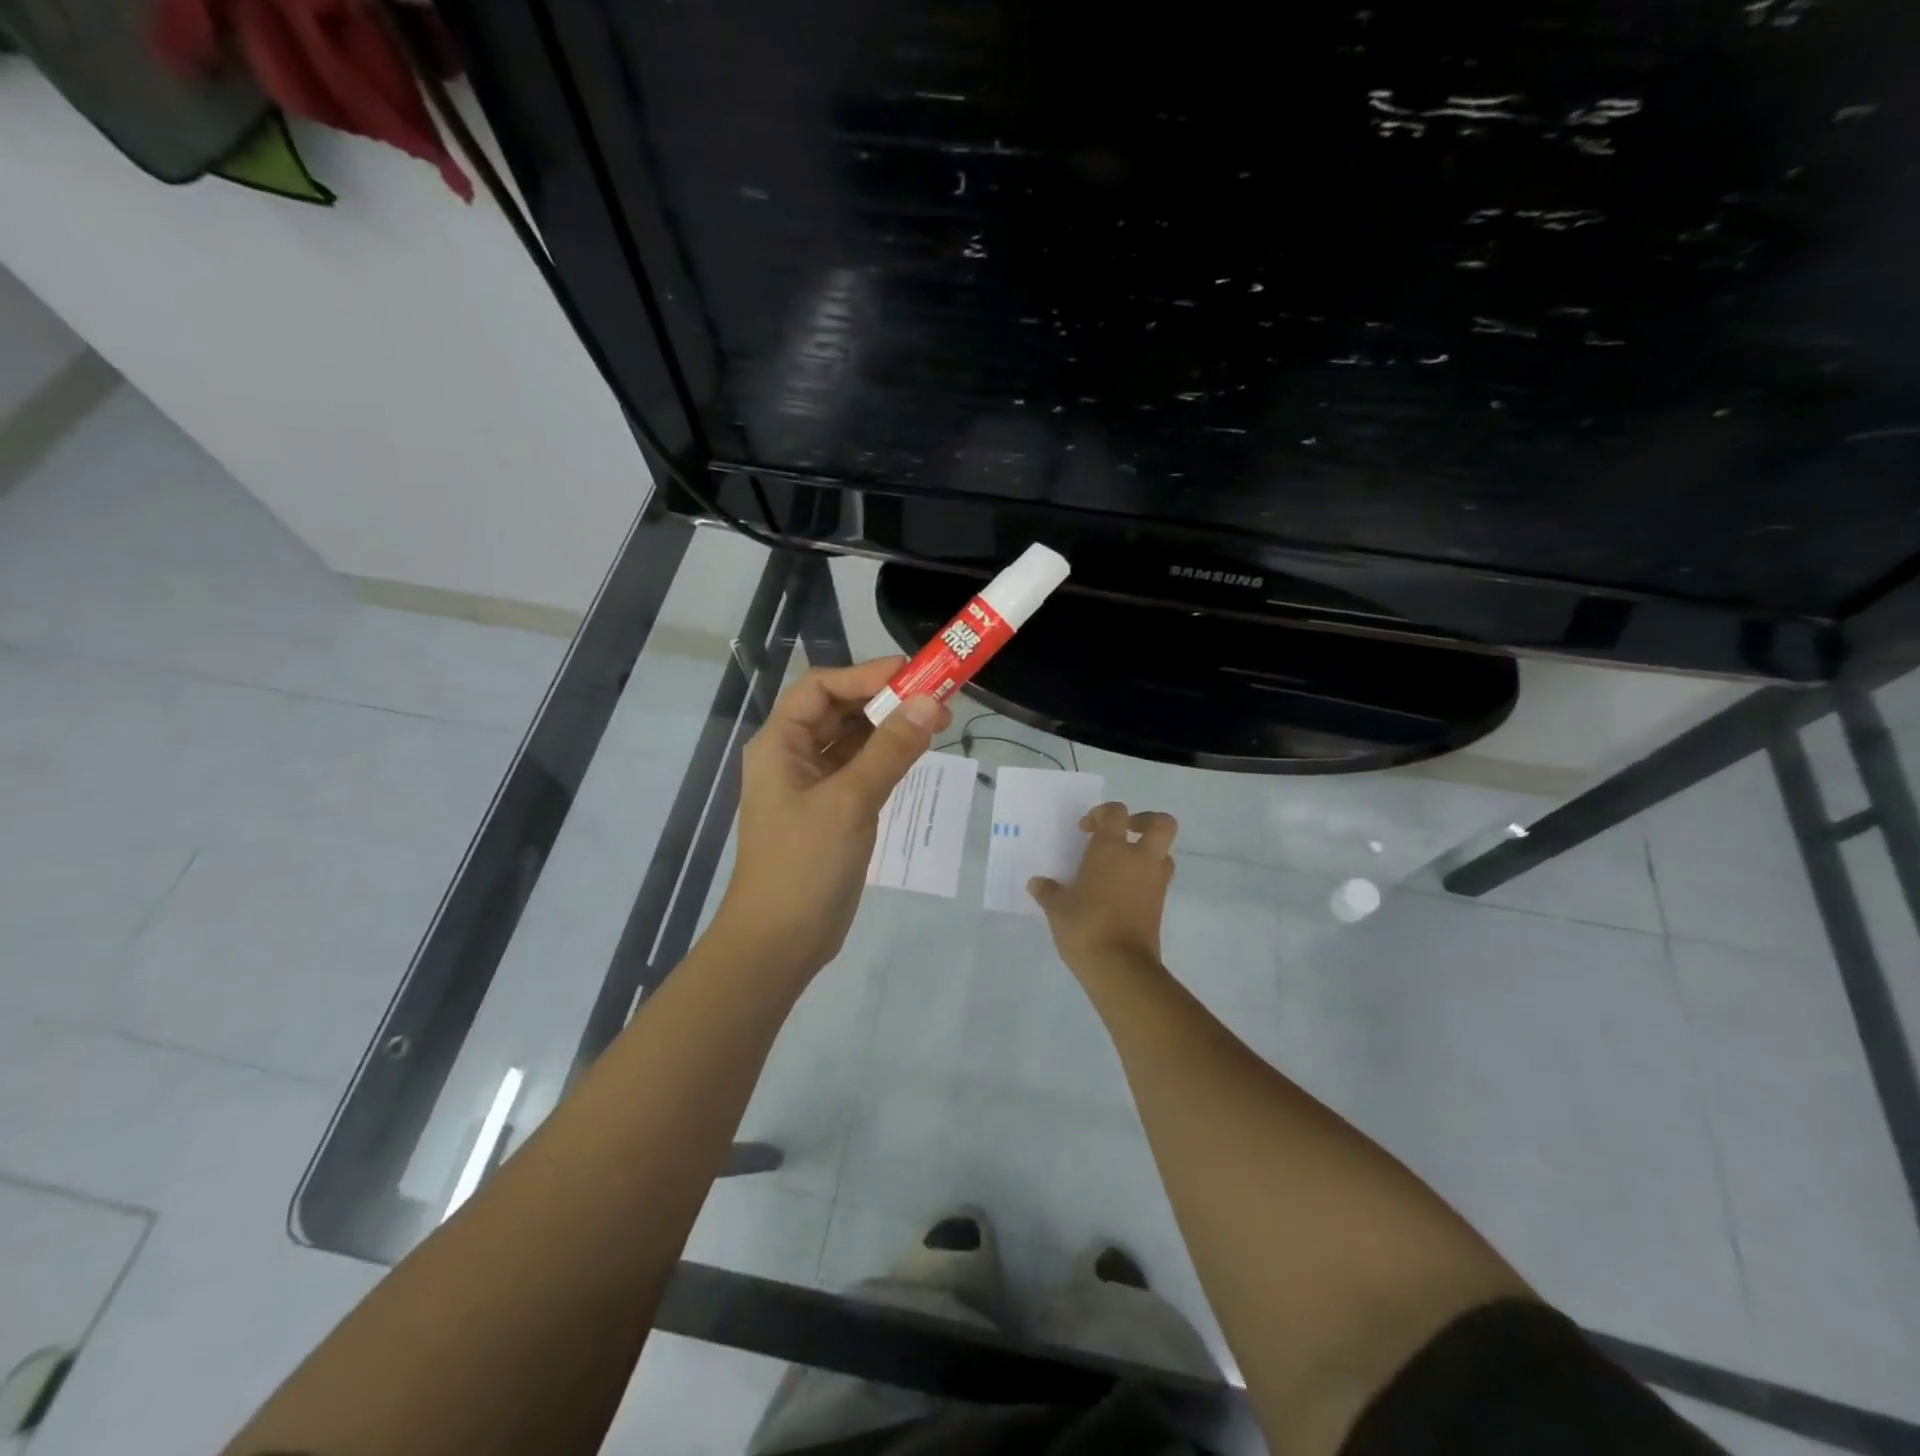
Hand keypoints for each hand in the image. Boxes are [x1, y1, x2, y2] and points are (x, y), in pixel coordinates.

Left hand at [712, 657, 951, 979]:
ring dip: (889, 727)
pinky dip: (888, 757)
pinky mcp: (832, 810)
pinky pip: (861, 769)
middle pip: (838, 710)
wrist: (781, 942)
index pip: (821, 687)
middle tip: (937, 697)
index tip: (915, 674)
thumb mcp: (850, 801)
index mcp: (780, 744)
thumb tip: (931, 701)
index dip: (866, 675)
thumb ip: (890, 749)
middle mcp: (793, 756)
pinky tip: (917, 753)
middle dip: (884, 699)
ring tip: (936, 720)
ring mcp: (813, 785)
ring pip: (853, 740)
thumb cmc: (804, 864)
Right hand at [1029, 801, 1177, 979]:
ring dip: (1147, 852)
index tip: (1086, 830)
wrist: (1120, 966)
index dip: (1102, 814)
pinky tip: (1122, 892)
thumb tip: (1037, 884)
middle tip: (1124, 832)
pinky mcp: (1161, 904)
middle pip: (1161, 823)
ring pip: (1164, 852)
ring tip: (1122, 865)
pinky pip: (1158, 879)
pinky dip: (1145, 878)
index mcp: (1112, 850)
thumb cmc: (1085, 927)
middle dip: (1146, 821)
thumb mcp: (1058, 909)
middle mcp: (1139, 859)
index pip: (1116, 813)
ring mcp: (1155, 882)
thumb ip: (1048, 892)